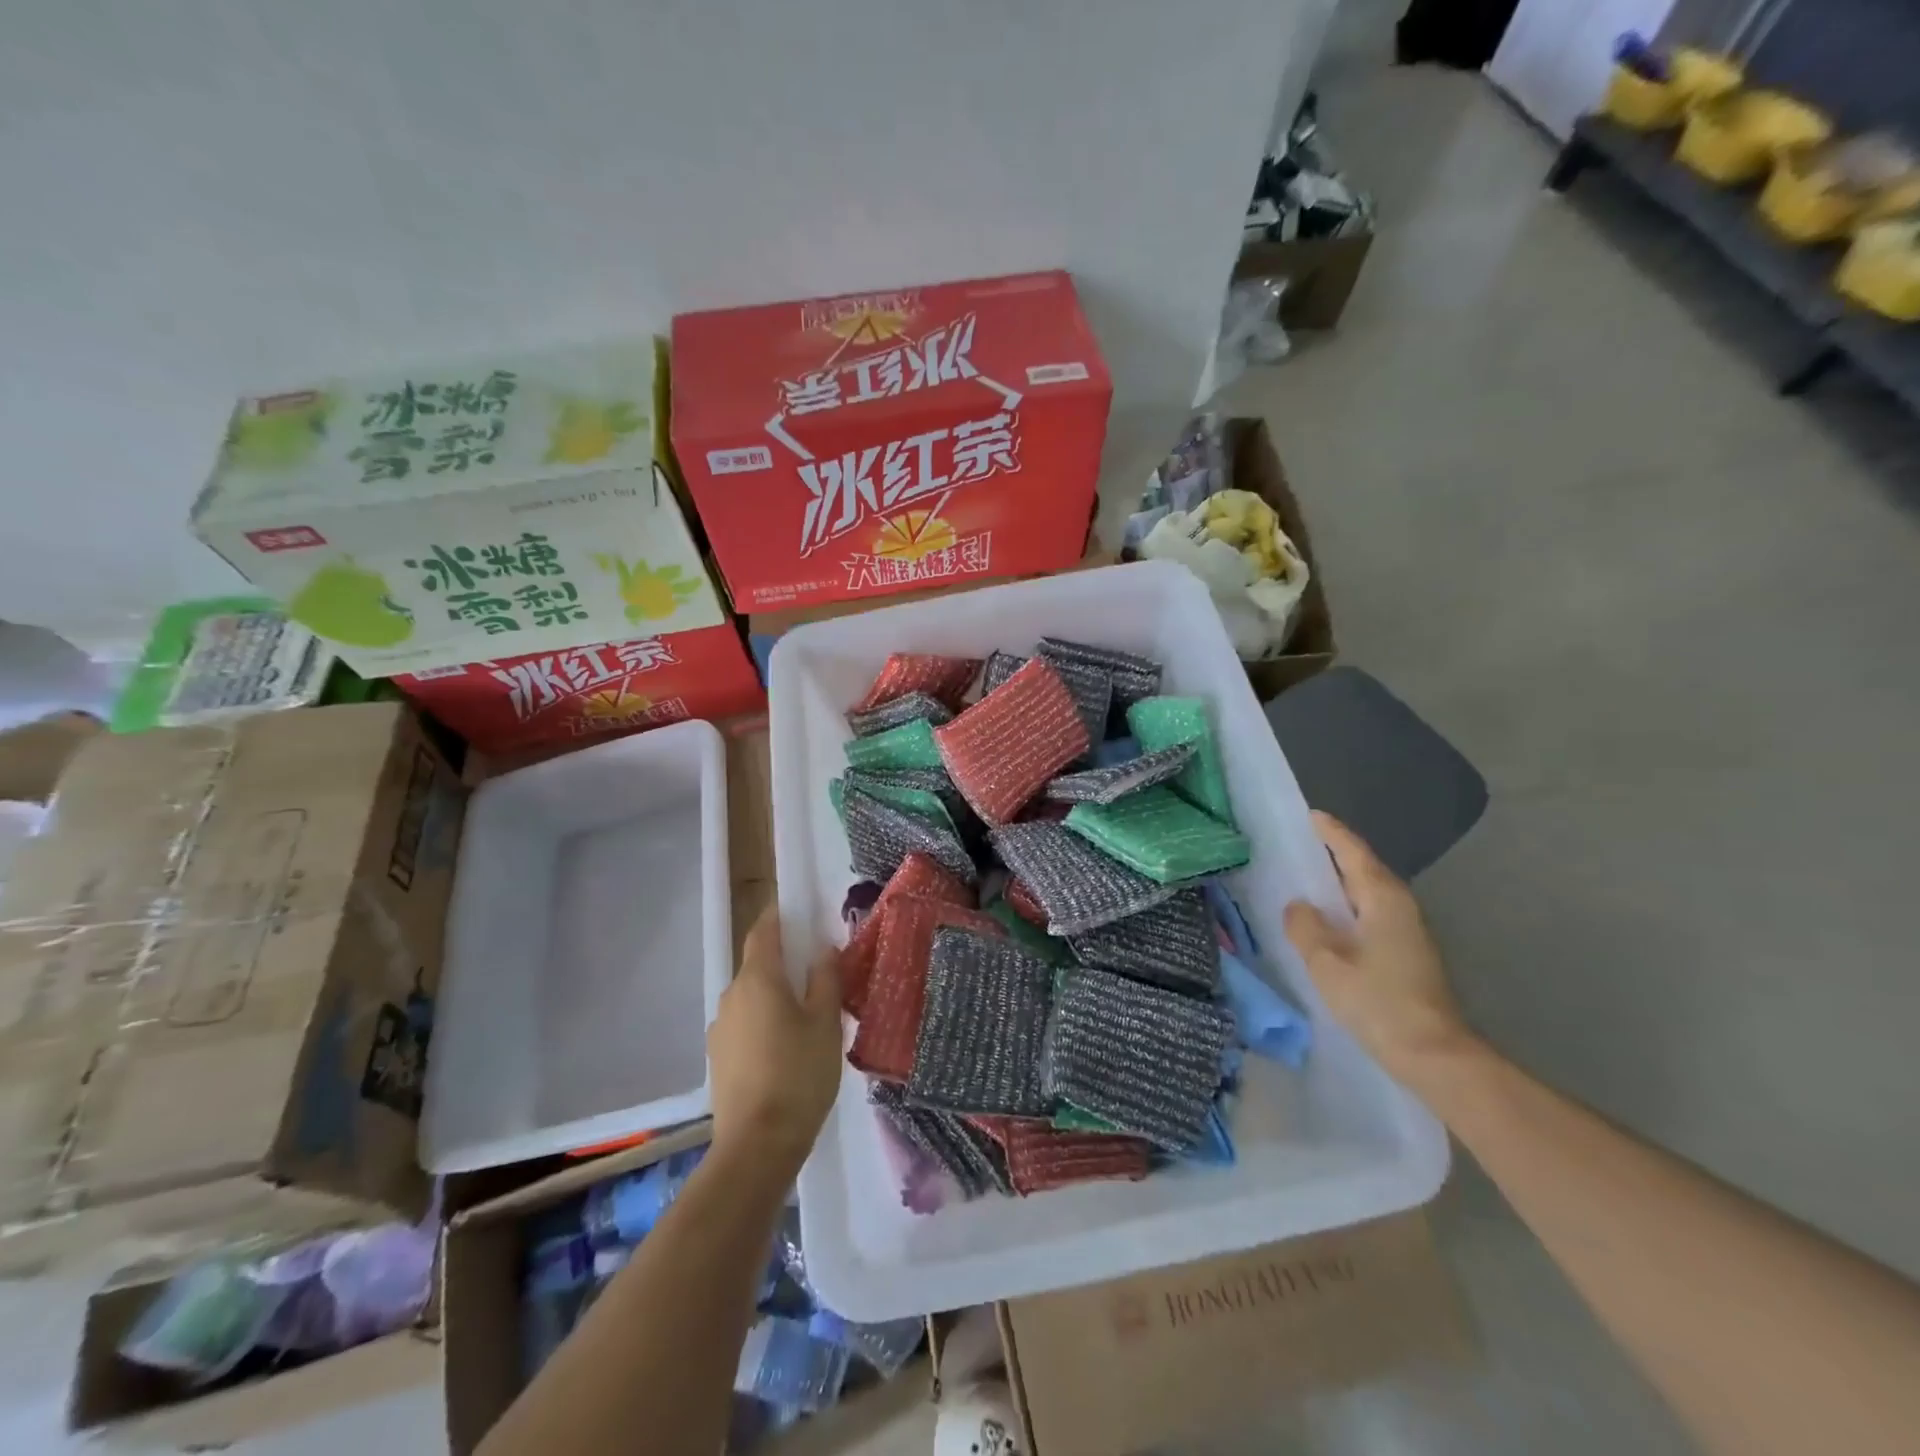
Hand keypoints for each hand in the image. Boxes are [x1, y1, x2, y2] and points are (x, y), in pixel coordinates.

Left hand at [708, 908, 842, 1173]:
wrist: (757, 1146)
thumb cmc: (799, 1074)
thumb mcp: (826, 1023)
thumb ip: (825, 979)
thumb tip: (822, 949)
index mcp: (758, 979)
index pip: (764, 931)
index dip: (780, 917)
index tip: (800, 914)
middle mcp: (732, 995)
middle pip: (758, 965)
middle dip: (784, 963)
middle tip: (817, 975)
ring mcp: (720, 1029)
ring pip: (751, 998)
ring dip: (774, 997)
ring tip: (805, 1019)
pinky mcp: (718, 1059)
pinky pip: (744, 1026)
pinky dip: (763, 1024)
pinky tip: (785, 1050)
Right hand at [1284, 812, 1476, 1084]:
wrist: (1435, 1055)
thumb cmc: (1378, 1001)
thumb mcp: (1327, 963)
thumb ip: (1305, 927)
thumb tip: (1298, 905)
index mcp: (1382, 897)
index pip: (1353, 851)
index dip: (1331, 832)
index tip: (1310, 815)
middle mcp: (1400, 906)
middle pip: (1363, 868)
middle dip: (1334, 854)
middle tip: (1300, 845)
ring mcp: (1408, 930)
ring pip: (1368, 893)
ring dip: (1340, 883)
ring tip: (1307, 879)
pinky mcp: (1407, 953)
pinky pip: (1371, 914)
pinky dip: (1347, 907)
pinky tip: (1328, 919)